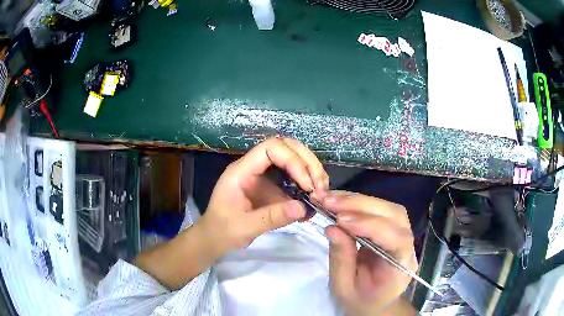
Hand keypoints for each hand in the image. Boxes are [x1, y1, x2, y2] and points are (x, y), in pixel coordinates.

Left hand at [200, 137, 328, 256]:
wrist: (215, 238)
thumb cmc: (222, 231)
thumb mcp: (244, 227)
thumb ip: (272, 217)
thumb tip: (304, 208)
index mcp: (242, 171)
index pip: (270, 148)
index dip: (293, 160)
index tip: (306, 184)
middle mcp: (254, 168)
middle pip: (286, 147)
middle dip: (307, 162)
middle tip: (321, 186)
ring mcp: (264, 177)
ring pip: (293, 159)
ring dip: (311, 171)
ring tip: (321, 192)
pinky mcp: (272, 188)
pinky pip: (293, 179)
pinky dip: (307, 186)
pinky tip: (313, 202)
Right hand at [313, 191, 417, 315]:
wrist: (375, 302)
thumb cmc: (361, 300)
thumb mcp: (344, 287)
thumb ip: (341, 259)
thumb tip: (332, 227)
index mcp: (401, 267)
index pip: (396, 240)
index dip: (371, 226)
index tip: (341, 219)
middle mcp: (408, 246)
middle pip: (395, 215)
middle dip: (361, 205)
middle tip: (329, 201)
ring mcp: (402, 235)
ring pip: (388, 208)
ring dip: (358, 201)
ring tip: (331, 199)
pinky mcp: (392, 229)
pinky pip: (379, 210)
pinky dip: (358, 203)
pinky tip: (340, 201)